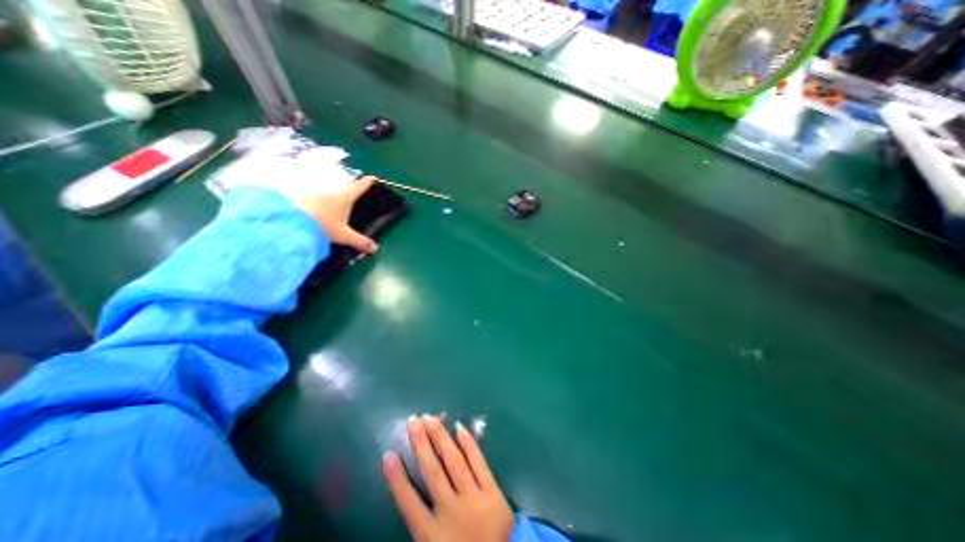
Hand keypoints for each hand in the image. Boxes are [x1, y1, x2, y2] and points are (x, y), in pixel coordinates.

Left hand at [295, 175, 379, 256]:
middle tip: (350, 193)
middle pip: (342, 186)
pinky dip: (315, 200)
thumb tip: (375, 249)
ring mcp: (315, 190)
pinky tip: (313, 208)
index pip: (359, 187)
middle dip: (347, 189)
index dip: (366, 182)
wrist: (290, 219)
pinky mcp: (300, 194)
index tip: (371, 178)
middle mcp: (331, 190)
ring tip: (331, 204)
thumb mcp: (343, 235)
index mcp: (345, 197)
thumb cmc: (323, 225)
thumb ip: (360, 241)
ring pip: (326, 190)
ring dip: (330, 195)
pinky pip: (311, 195)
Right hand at [384, 415, 515, 541]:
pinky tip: (460, 428)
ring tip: (430, 418)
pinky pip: (478, 462)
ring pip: (453, 461)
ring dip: (440, 437)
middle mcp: (450, 511)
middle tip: (413, 421)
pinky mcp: (492, 491)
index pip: (408, 502)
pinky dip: (469, 444)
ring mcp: (473, 497)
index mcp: (431, 535)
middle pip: (432, 471)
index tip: (388, 455)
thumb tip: (409, 499)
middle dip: (421, 444)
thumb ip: (421, 526)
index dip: (396, 478)